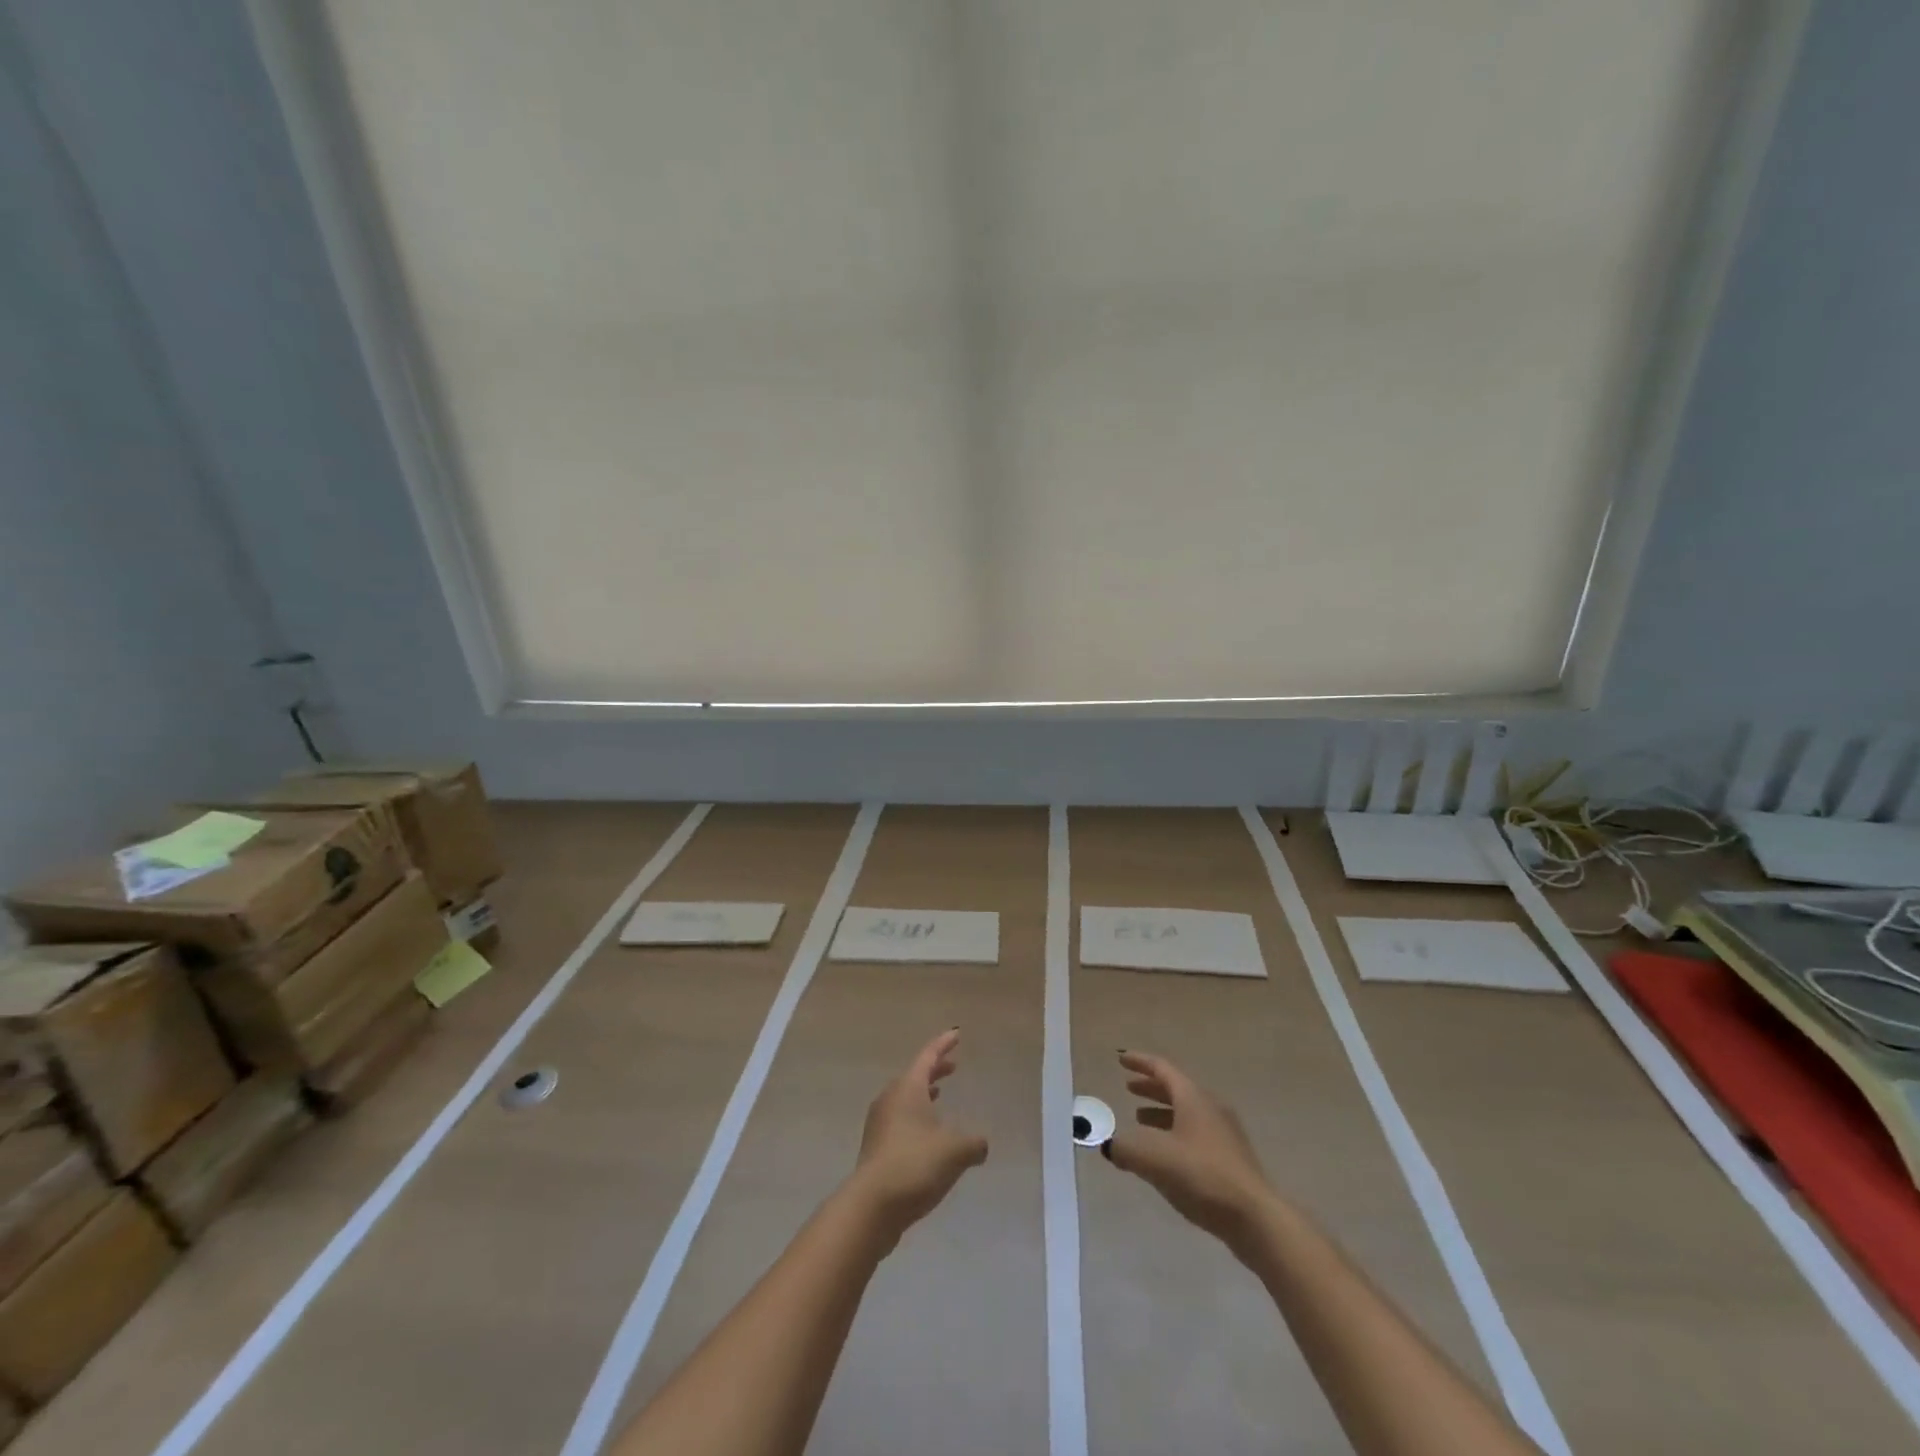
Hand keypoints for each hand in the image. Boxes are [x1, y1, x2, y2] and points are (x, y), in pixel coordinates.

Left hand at [846, 1029, 988, 1243]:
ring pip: (905, 1098)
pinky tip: (928, 1136)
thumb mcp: (955, 1151)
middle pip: (914, 1075)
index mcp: (908, 1088)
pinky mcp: (876, 1148)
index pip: (928, 1056)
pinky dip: (916, 1117)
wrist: (871, 1206)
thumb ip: (974, 1143)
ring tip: (939, 1096)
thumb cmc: (914, 1165)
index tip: (956, 1034)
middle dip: (935, 1070)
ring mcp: (879, 1124)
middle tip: (952, 1067)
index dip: (944, 1044)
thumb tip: (981, 1144)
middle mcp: (890, 1099)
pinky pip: (900, 1120)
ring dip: (923, 1094)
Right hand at [1103, 1050, 1275, 1259]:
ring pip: (1186, 1114)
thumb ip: (1124, 1147)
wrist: (1255, 1219)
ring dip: (1161, 1114)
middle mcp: (1210, 1108)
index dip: (1140, 1062)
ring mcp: (1224, 1135)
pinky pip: (1195, 1136)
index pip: (1162, 1069)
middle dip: (1150, 1088)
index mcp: (1193, 1098)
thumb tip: (1110, 1145)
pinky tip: (1165, 1156)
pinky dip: (1174, 1135)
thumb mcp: (1153, 1158)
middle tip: (1128, 1088)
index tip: (1121, 1058)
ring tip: (1139, 1122)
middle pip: (1176, 1090)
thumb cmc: (1201, 1175)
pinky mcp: (1230, 1161)